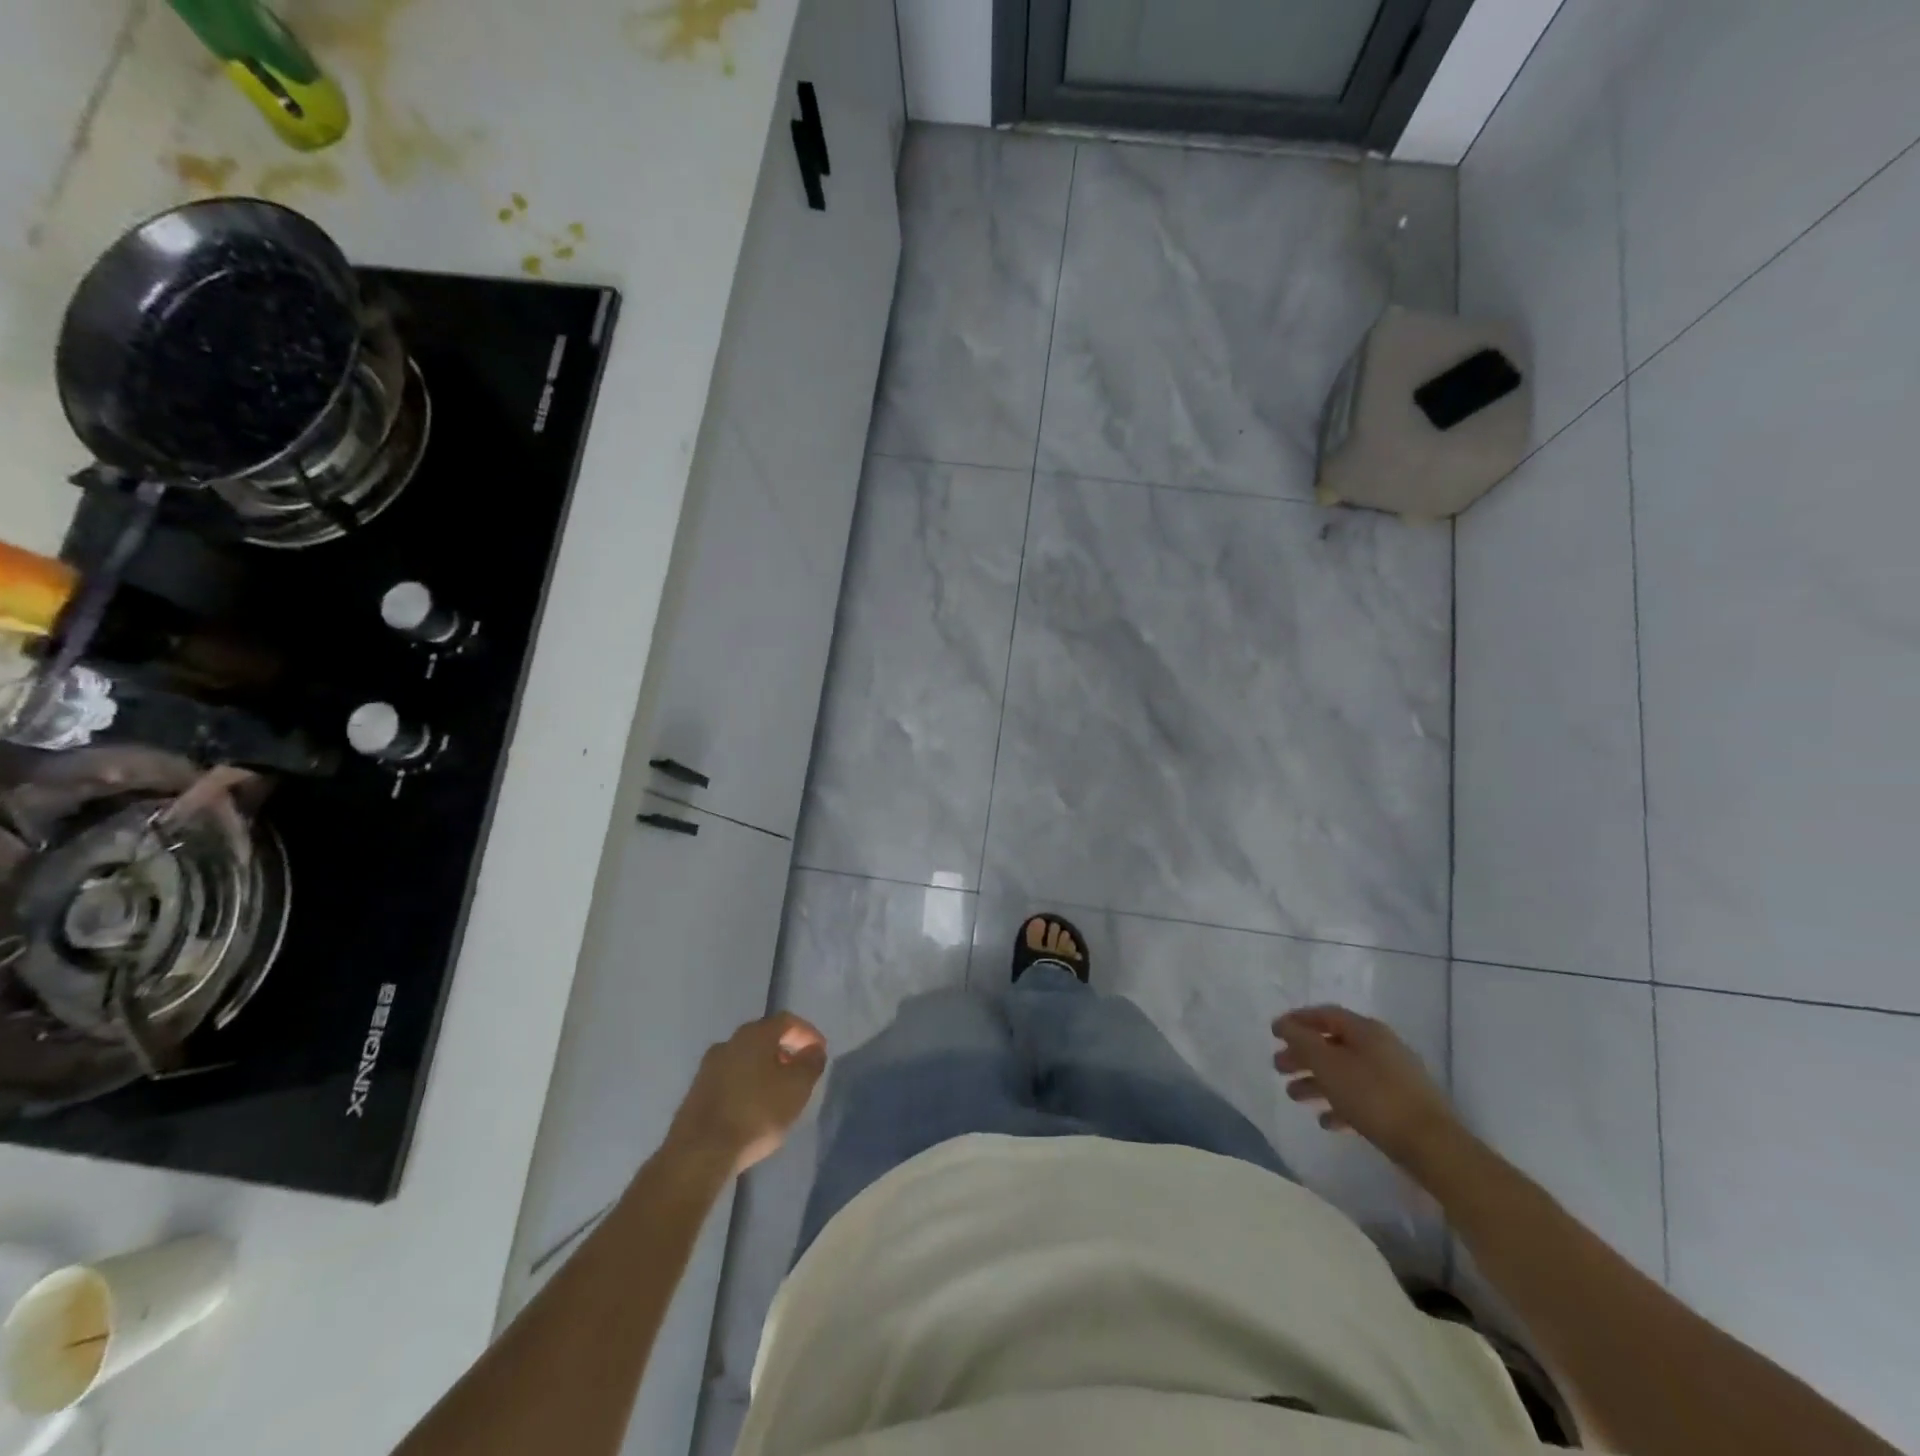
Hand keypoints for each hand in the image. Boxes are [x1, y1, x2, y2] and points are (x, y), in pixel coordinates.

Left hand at [668, 1012, 827, 1173]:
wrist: (700, 1151)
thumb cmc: (755, 1113)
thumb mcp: (797, 1088)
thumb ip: (811, 1063)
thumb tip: (814, 1050)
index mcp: (754, 1035)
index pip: (787, 1021)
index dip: (807, 1033)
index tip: (820, 1051)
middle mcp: (729, 1042)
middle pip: (764, 1037)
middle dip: (786, 1050)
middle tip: (800, 1071)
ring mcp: (709, 1067)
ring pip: (746, 1058)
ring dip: (765, 1068)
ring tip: (779, 1092)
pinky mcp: (697, 1091)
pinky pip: (731, 1077)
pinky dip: (747, 1084)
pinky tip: (754, 1107)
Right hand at [1272, 1005, 1462, 1177]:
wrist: (1432, 1145)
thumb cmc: (1373, 1097)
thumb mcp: (1327, 1064)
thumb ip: (1301, 1041)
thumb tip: (1285, 1025)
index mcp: (1365, 1030)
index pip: (1325, 1014)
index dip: (1297, 1020)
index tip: (1274, 1032)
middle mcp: (1380, 1047)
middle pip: (1333, 1044)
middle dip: (1302, 1055)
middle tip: (1278, 1067)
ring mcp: (1394, 1076)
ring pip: (1345, 1071)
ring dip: (1316, 1081)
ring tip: (1294, 1096)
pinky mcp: (1401, 1105)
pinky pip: (1362, 1096)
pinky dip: (1340, 1104)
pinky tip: (1326, 1121)